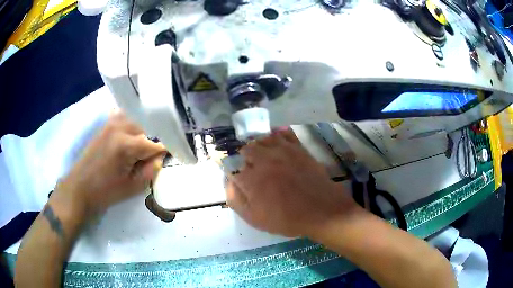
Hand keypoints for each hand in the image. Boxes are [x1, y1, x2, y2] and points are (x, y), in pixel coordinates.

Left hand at [53, 110, 165, 218]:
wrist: (80, 187)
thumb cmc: (105, 191)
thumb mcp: (132, 187)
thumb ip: (151, 171)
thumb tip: (160, 157)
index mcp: (127, 145)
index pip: (157, 143)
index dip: (167, 150)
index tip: (173, 155)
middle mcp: (121, 127)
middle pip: (149, 127)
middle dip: (155, 139)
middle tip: (155, 154)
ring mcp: (112, 122)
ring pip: (138, 119)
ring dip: (145, 130)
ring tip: (145, 145)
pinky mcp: (106, 124)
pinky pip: (125, 116)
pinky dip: (132, 123)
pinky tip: (132, 135)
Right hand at [226, 130, 359, 236]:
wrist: (321, 210)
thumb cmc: (286, 218)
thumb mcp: (254, 218)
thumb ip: (236, 199)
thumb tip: (229, 181)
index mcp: (250, 178)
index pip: (231, 166)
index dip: (231, 171)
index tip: (237, 178)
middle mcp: (263, 160)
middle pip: (245, 149)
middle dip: (244, 158)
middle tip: (251, 169)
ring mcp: (282, 151)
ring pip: (262, 139)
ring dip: (259, 146)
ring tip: (263, 156)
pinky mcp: (298, 148)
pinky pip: (283, 133)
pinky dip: (277, 135)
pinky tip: (278, 142)